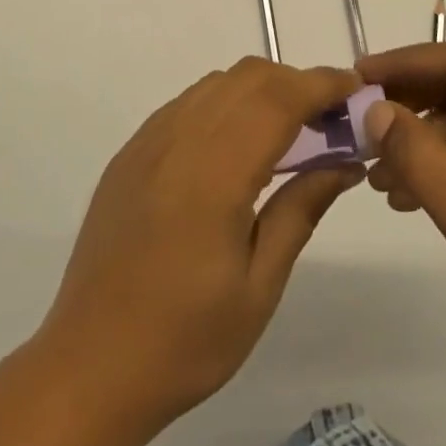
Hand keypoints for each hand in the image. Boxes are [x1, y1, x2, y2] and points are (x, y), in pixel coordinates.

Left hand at [35, 58, 365, 429]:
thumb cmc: (186, 340)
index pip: (278, 100)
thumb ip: (302, 210)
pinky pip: (185, 106)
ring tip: (289, 131)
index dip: (321, 85)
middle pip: (246, 79)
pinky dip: (223, 105)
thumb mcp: (259, 285)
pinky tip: (236, 148)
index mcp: (214, 173)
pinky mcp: (129, 155)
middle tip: (329, 120)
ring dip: (259, 91)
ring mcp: (146, 144)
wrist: (89, 366)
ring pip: (214, 85)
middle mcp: (177, 140)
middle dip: (295, 83)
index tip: (355, 88)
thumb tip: (344, 162)